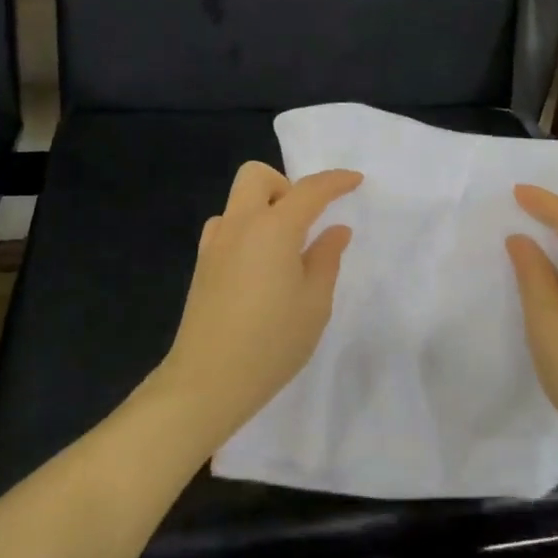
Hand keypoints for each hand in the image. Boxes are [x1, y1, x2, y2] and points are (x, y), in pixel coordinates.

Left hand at [154, 161, 361, 438]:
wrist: (207, 381)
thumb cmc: (272, 343)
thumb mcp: (314, 303)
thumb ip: (326, 259)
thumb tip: (335, 230)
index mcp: (274, 229)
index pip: (309, 190)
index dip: (335, 181)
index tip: (356, 181)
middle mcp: (239, 225)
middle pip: (256, 175)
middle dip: (286, 184)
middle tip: (306, 221)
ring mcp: (214, 244)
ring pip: (238, 202)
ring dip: (264, 209)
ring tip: (284, 250)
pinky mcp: (202, 265)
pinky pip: (226, 227)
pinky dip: (247, 230)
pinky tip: (260, 268)